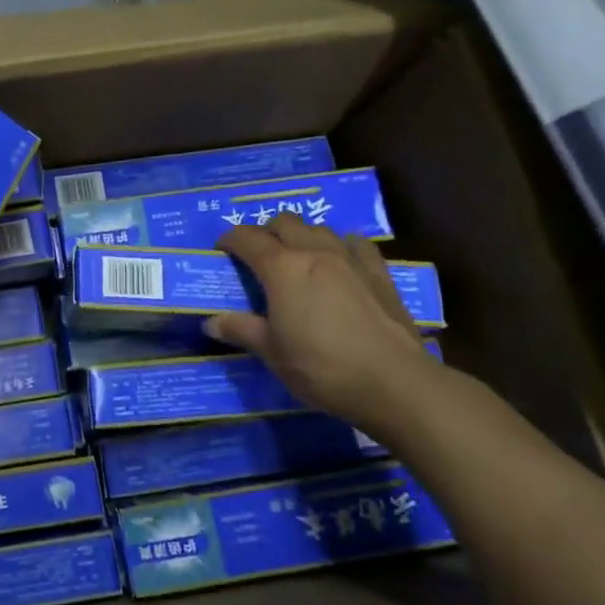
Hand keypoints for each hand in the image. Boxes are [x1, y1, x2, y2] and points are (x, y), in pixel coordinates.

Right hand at [209, 216, 436, 430]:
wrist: (392, 381)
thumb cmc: (320, 366)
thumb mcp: (271, 352)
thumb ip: (241, 330)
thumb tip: (211, 323)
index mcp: (281, 268)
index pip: (247, 239)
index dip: (230, 239)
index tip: (221, 250)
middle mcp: (314, 252)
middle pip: (284, 223)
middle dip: (266, 232)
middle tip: (257, 255)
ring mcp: (350, 260)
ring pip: (319, 229)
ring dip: (301, 235)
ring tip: (296, 256)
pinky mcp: (379, 273)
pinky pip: (356, 244)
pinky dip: (341, 245)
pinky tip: (340, 260)